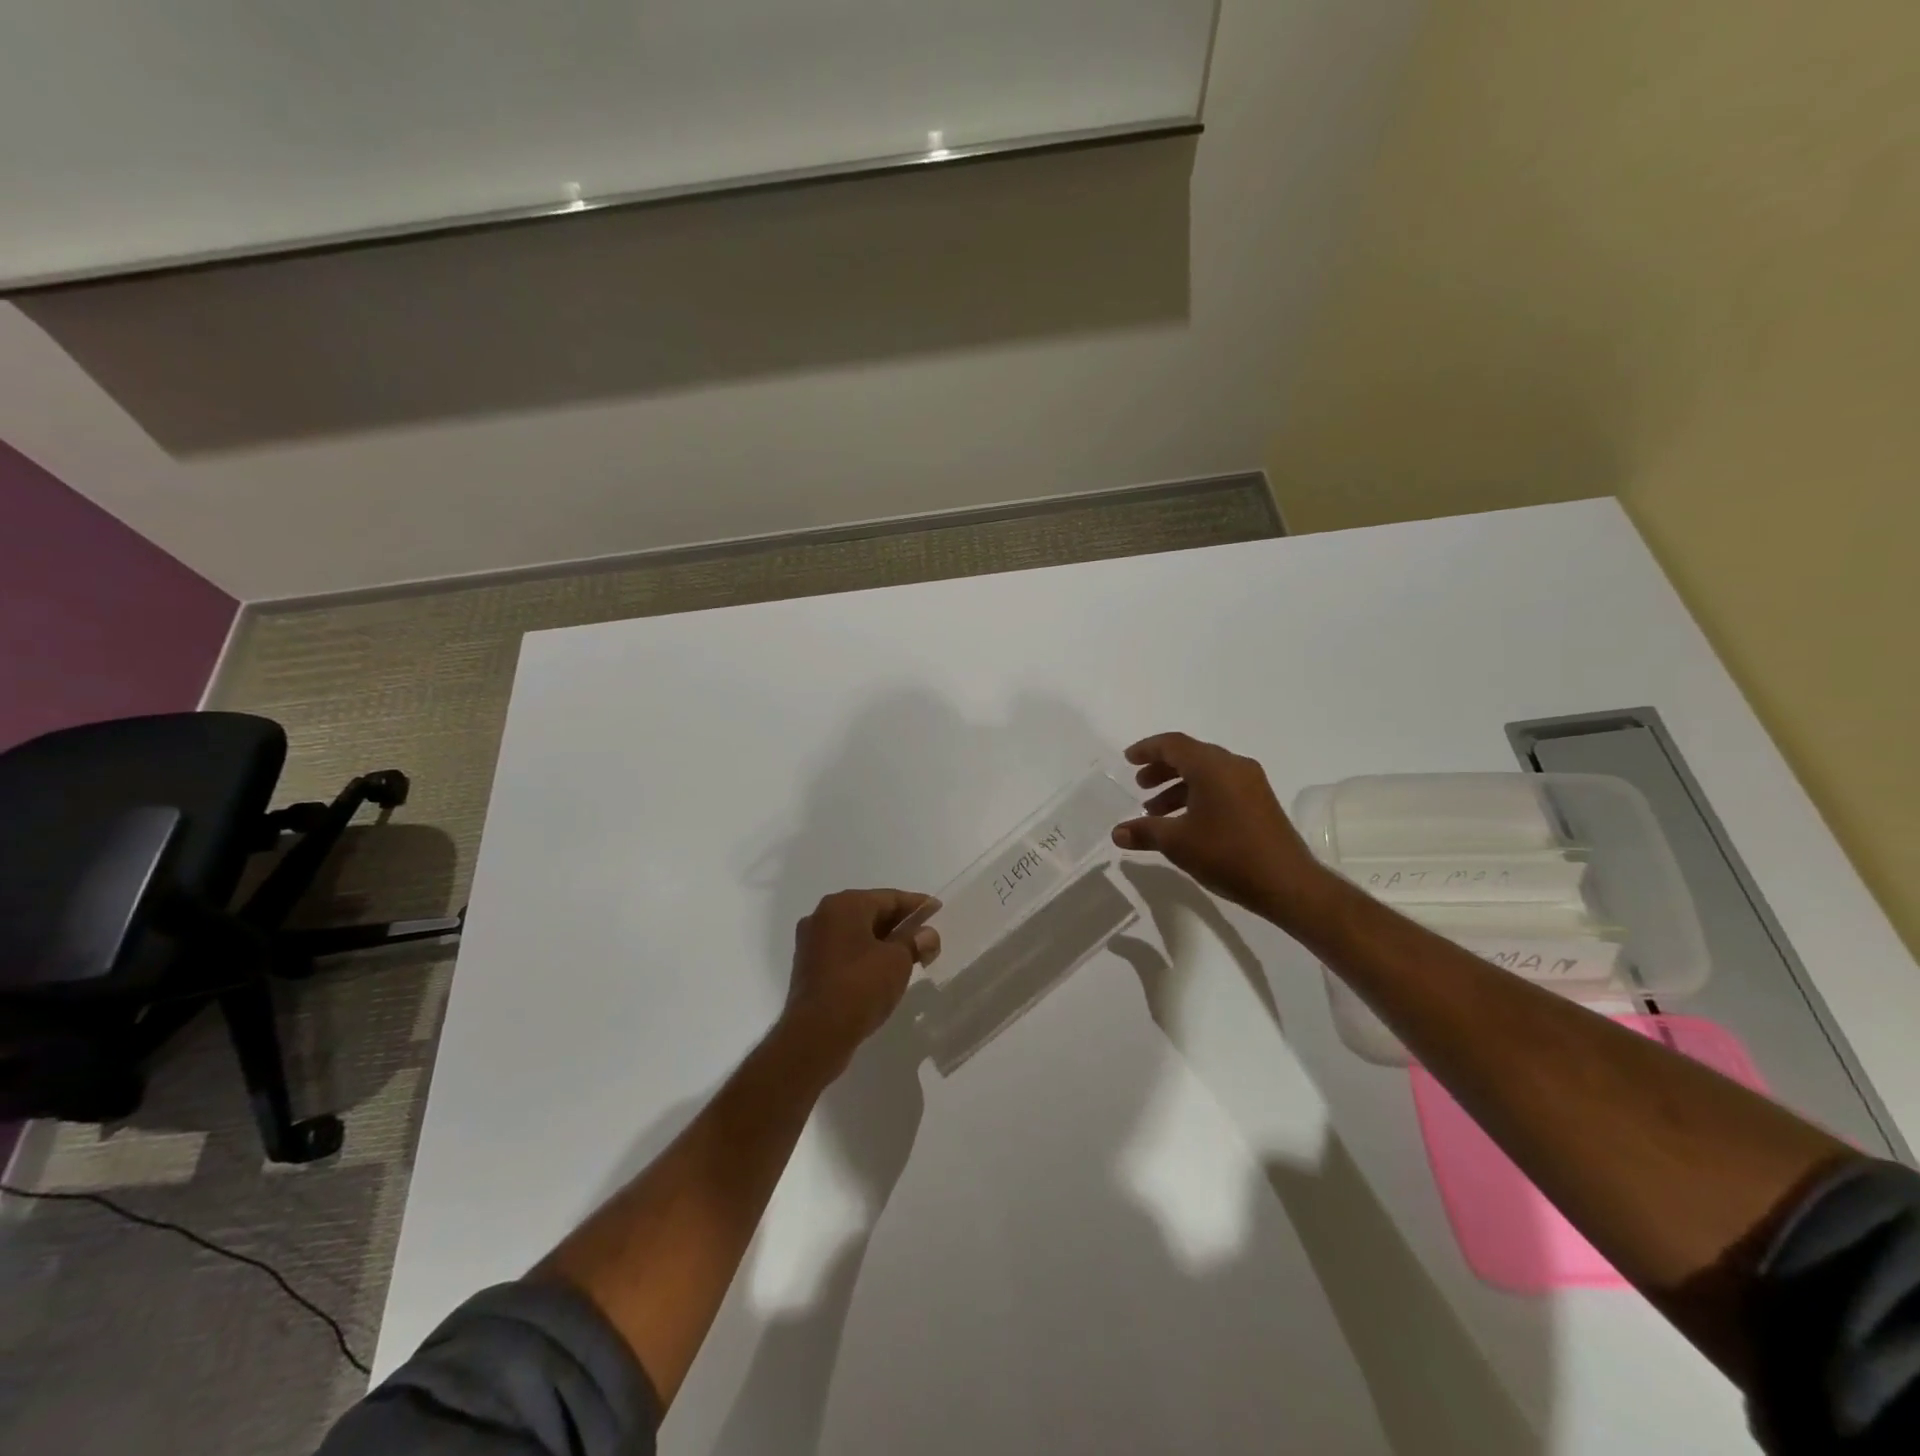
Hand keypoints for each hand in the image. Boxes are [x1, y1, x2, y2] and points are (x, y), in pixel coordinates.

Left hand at [782, 889, 939, 1069]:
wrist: (815, 1035)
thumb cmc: (860, 986)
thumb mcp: (898, 961)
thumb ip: (915, 941)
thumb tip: (926, 934)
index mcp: (844, 905)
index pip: (889, 897)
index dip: (916, 905)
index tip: (936, 910)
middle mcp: (822, 915)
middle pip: (871, 913)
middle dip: (900, 925)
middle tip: (926, 938)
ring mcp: (812, 942)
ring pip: (856, 934)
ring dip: (883, 942)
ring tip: (910, 957)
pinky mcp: (808, 967)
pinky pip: (844, 952)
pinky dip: (865, 956)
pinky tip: (883, 972)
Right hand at [1111, 732, 1335, 926]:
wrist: (1287, 883)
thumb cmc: (1227, 854)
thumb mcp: (1178, 843)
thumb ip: (1144, 832)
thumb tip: (1117, 833)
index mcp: (1212, 767)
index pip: (1173, 745)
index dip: (1147, 749)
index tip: (1128, 760)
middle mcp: (1233, 766)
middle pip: (1190, 756)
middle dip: (1161, 769)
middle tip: (1140, 786)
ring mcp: (1251, 783)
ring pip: (1206, 773)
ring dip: (1178, 786)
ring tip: (1155, 811)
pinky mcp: (1260, 802)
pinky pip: (1221, 786)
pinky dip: (1197, 795)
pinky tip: (1184, 822)